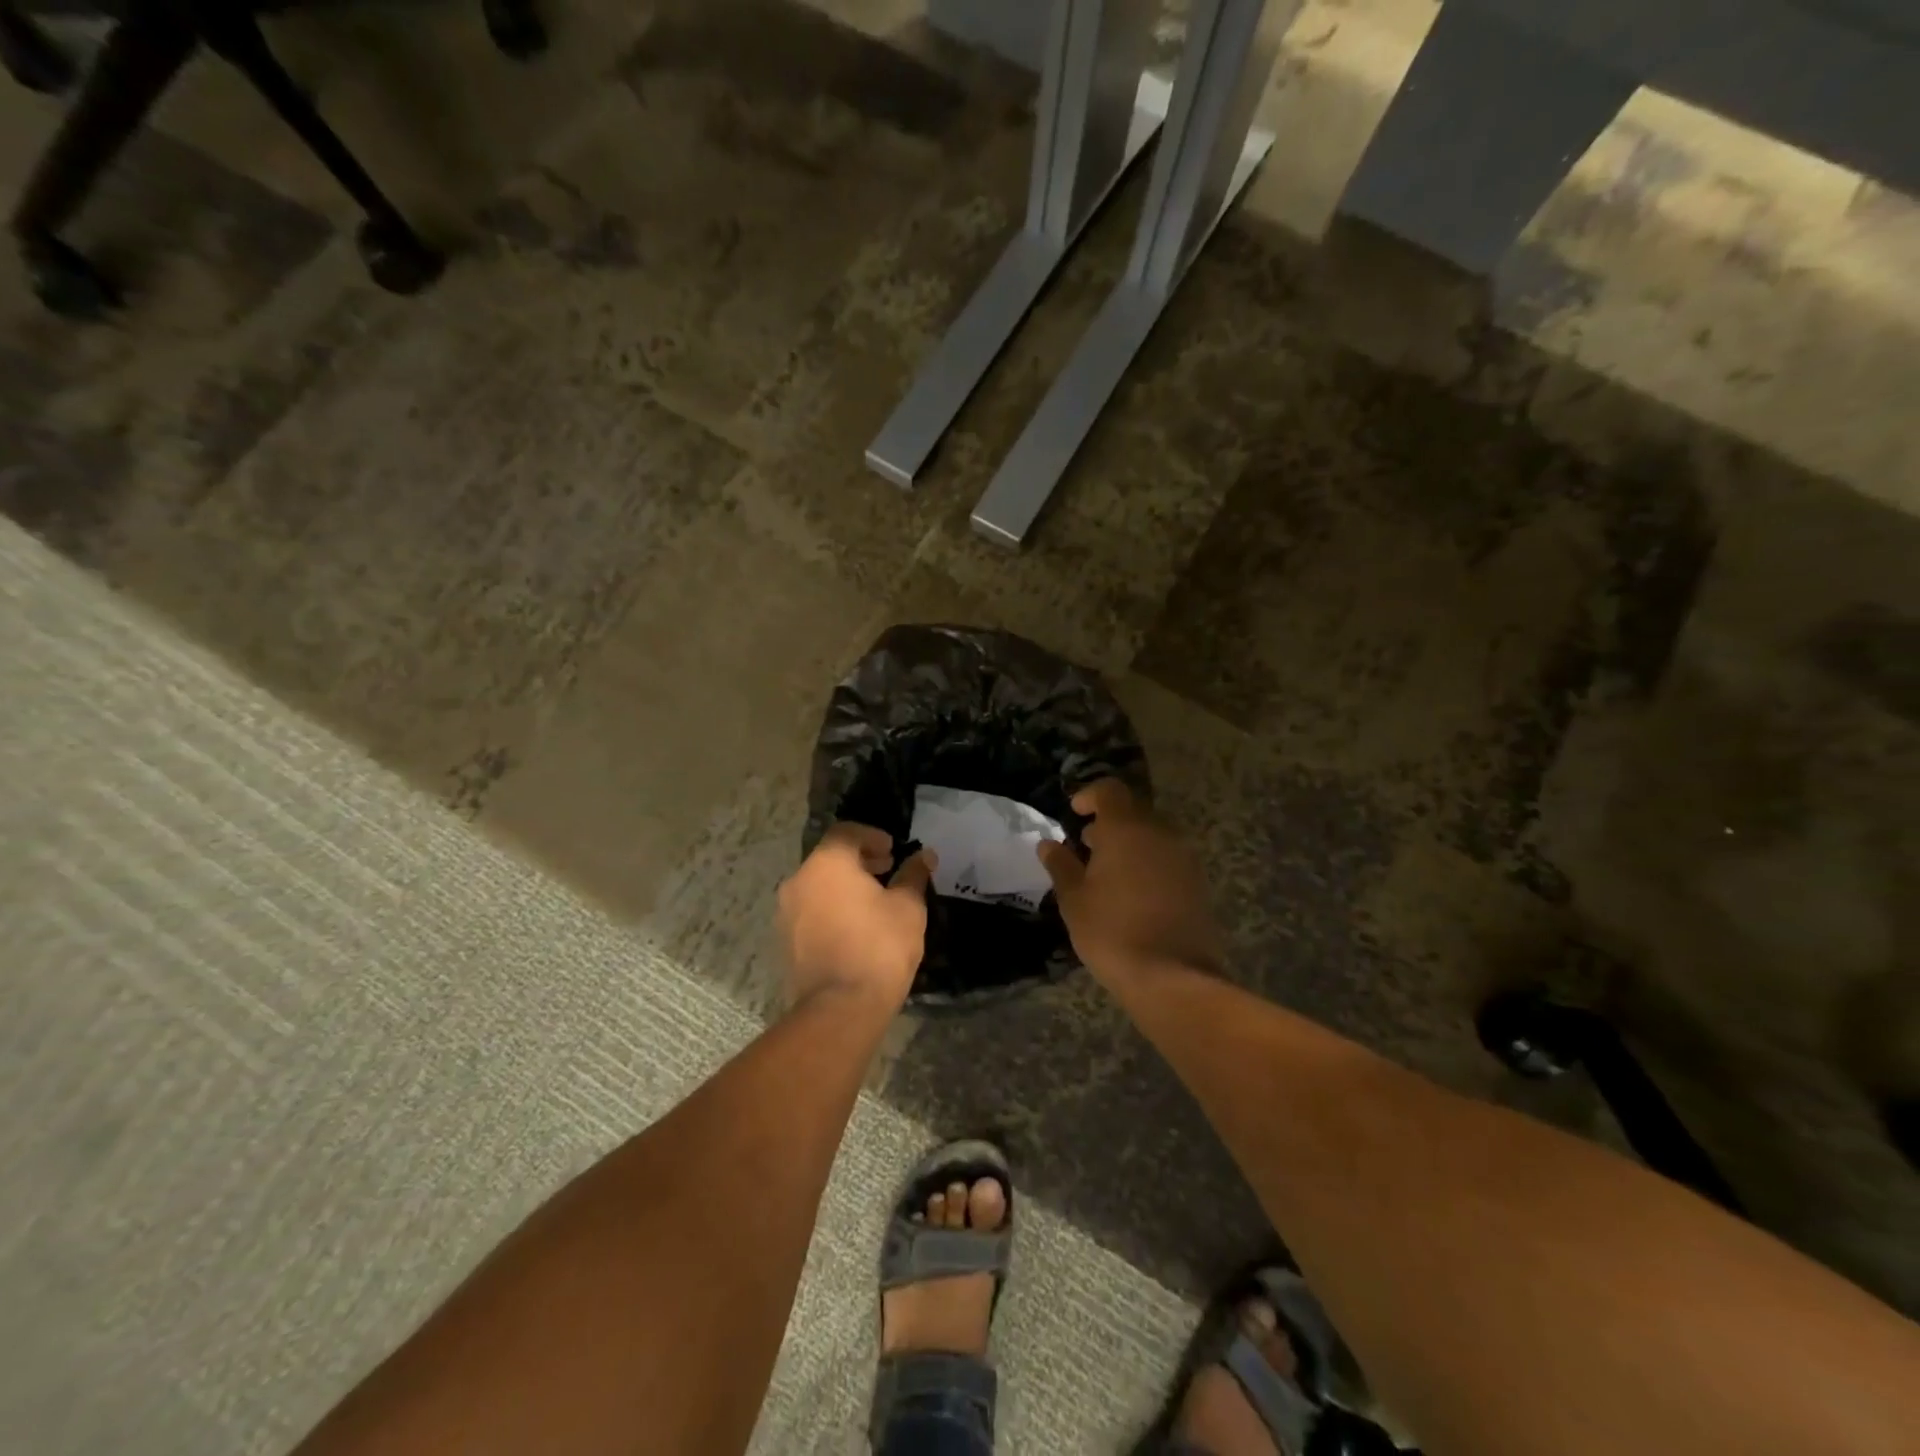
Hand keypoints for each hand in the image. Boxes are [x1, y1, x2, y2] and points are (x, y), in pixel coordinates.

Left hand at [778, 823, 935, 1012]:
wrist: (840, 1008)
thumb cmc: (879, 947)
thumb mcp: (908, 907)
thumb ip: (913, 875)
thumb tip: (925, 856)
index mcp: (827, 863)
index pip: (847, 832)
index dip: (872, 836)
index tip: (893, 850)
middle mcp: (799, 880)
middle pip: (829, 857)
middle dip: (859, 860)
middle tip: (887, 870)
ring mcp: (787, 912)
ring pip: (818, 884)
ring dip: (843, 885)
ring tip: (873, 901)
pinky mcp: (785, 939)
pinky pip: (810, 910)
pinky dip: (831, 907)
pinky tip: (855, 926)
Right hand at [1038, 779, 1224, 980]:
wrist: (1172, 976)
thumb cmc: (1112, 931)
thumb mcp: (1074, 899)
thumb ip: (1061, 865)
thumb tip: (1048, 844)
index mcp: (1126, 828)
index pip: (1110, 790)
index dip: (1089, 795)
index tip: (1074, 814)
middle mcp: (1159, 832)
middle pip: (1133, 811)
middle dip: (1108, 823)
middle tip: (1086, 847)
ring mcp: (1183, 857)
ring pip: (1152, 835)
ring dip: (1129, 844)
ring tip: (1107, 873)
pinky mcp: (1197, 882)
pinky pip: (1167, 859)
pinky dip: (1148, 864)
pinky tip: (1133, 894)